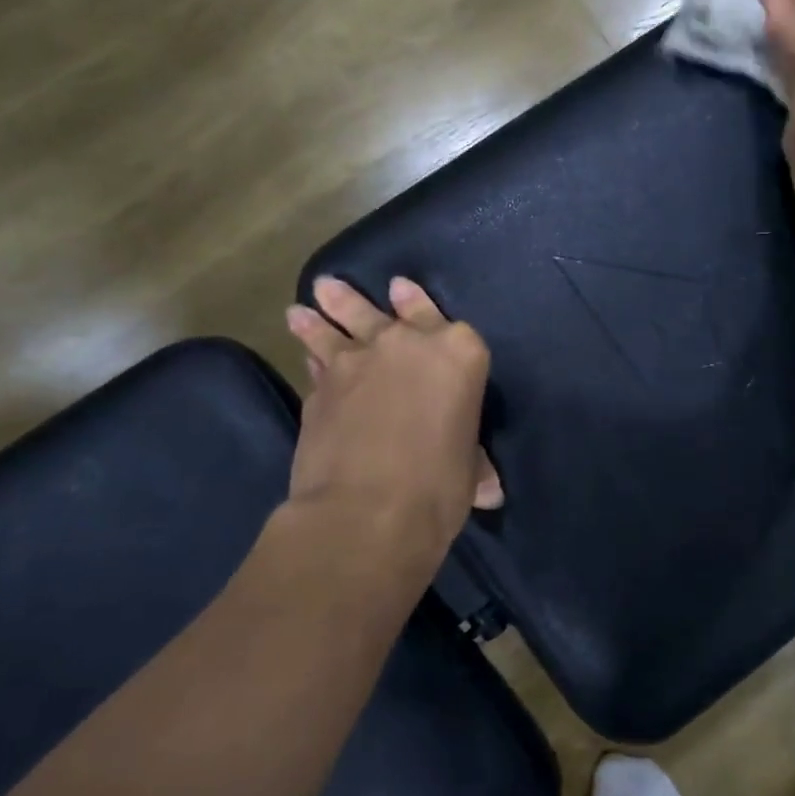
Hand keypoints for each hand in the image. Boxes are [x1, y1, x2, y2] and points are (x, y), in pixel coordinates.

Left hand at [284, 276, 500, 558]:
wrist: (369, 510)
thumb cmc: (440, 485)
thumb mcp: (469, 470)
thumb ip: (473, 462)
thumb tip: (490, 490)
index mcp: (459, 354)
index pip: (452, 326)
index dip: (425, 307)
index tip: (405, 293)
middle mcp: (408, 345)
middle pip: (389, 312)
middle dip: (366, 299)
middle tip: (341, 286)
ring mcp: (358, 362)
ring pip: (339, 325)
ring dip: (325, 313)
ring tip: (309, 301)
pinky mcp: (320, 387)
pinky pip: (319, 362)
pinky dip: (313, 354)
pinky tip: (304, 351)